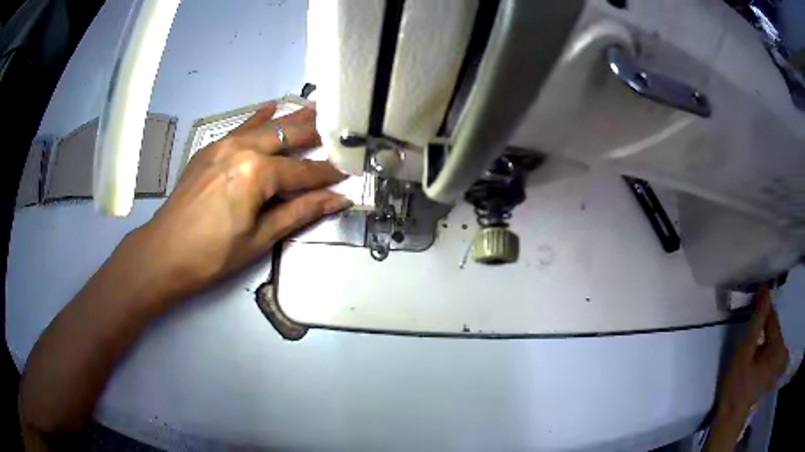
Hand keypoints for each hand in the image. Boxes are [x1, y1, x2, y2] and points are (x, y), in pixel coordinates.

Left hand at [135, 101, 349, 301]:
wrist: (165, 252)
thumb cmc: (214, 254)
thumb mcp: (260, 238)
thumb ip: (299, 212)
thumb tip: (337, 199)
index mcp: (257, 173)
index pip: (302, 171)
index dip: (328, 174)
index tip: (349, 171)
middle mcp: (242, 149)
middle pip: (286, 136)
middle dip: (314, 133)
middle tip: (338, 127)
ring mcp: (223, 145)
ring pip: (264, 126)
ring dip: (290, 120)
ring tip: (313, 108)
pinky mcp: (209, 149)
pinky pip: (240, 128)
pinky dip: (257, 119)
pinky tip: (269, 108)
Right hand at [706, 285, 788, 450]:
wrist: (731, 418)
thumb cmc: (737, 386)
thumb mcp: (743, 353)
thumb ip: (756, 321)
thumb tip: (765, 290)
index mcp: (778, 346)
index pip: (772, 316)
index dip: (764, 304)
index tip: (755, 292)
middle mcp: (782, 351)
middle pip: (774, 328)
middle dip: (764, 321)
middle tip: (751, 317)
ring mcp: (779, 362)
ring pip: (773, 338)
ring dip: (765, 333)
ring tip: (754, 333)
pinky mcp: (775, 370)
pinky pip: (772, 349)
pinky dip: (766, 344)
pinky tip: (758, 349)